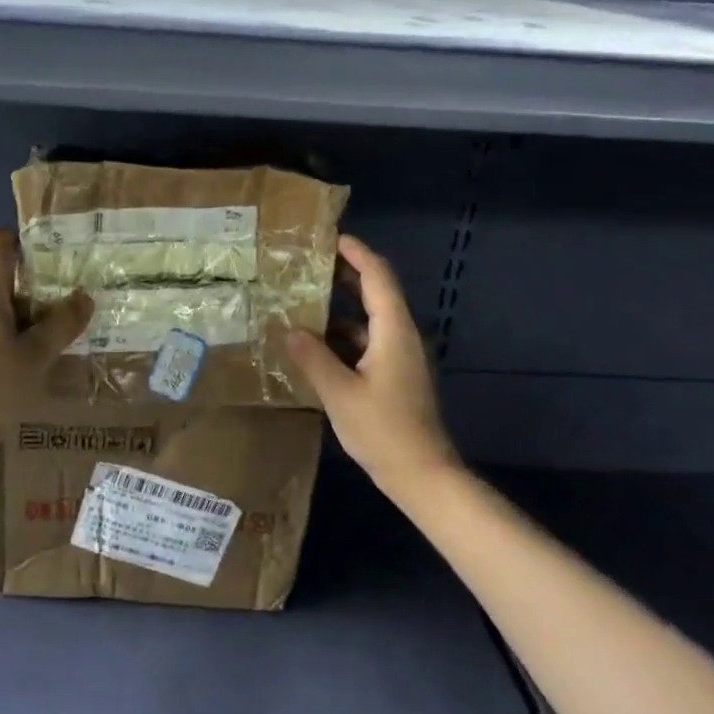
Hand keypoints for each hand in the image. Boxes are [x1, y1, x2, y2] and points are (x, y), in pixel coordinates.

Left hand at [0, 229, 91, 439]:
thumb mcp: (36, 357)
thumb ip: (61, 325)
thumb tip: (83, 298)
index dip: (18, 241)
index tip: (46, 261)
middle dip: (32, 293)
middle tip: (62, 313)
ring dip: (21, 323)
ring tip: (48, 349)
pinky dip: (5, 344)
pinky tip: (22, 373)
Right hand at [288, 235, 457, 494]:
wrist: (423, 476)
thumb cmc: (384, 431)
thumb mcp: (340, 394)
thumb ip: (314, 358)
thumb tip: (290, 329)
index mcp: (393, 331)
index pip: (377, 276)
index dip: (356, 252)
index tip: (330, 237)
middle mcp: (401, 336)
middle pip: (376, 292)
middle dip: (345, 274)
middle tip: (308, 265)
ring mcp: (401, 357)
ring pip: (370, 319)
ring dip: (341, 307)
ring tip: (304, 300)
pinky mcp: (396, 375)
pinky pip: (368, 341)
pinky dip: (344, 335)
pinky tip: (316, 345)